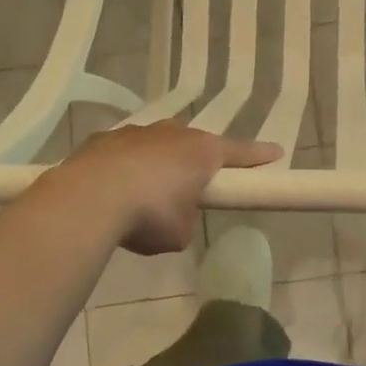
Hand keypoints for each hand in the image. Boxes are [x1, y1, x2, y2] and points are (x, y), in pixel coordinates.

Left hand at [55, 123, 281, 254]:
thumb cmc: (148, 215)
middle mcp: (172, 133)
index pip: (240, 152)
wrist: (89, 199)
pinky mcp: (104, 139)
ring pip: (156, 144)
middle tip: (192, 184)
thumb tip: (175, 216)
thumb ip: (186, 220)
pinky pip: (123, 152)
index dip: (259, 156)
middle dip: (195, 162)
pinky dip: (124, 167)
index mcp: (202, 152)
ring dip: (157, 164)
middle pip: (193, 144)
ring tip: (145, 193)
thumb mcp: (179, 233)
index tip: (276, 152)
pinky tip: (113, 189)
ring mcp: (136, 132)